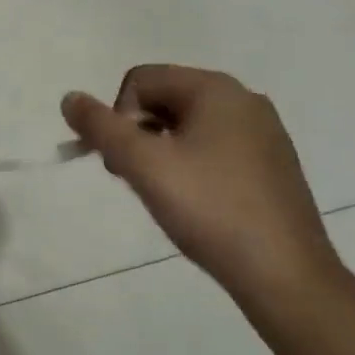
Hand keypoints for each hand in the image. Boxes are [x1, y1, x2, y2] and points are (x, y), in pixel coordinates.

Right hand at [62, 65, 342, 301]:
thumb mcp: (143, 165)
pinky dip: (189, 163)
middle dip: (136, 132)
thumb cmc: (210, 209)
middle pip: (164, 98)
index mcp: (216, 90)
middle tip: (133, 177)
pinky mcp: (271, 163)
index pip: (140, 80)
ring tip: (161, 192)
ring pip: (187, 125)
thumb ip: (100, 127)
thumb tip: (69, 97)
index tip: (120, 160)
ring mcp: (263, 132)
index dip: (116, 116)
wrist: (284, 273)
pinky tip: (193, 201)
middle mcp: (244, 100)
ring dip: (160, 150)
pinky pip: (213, 146)